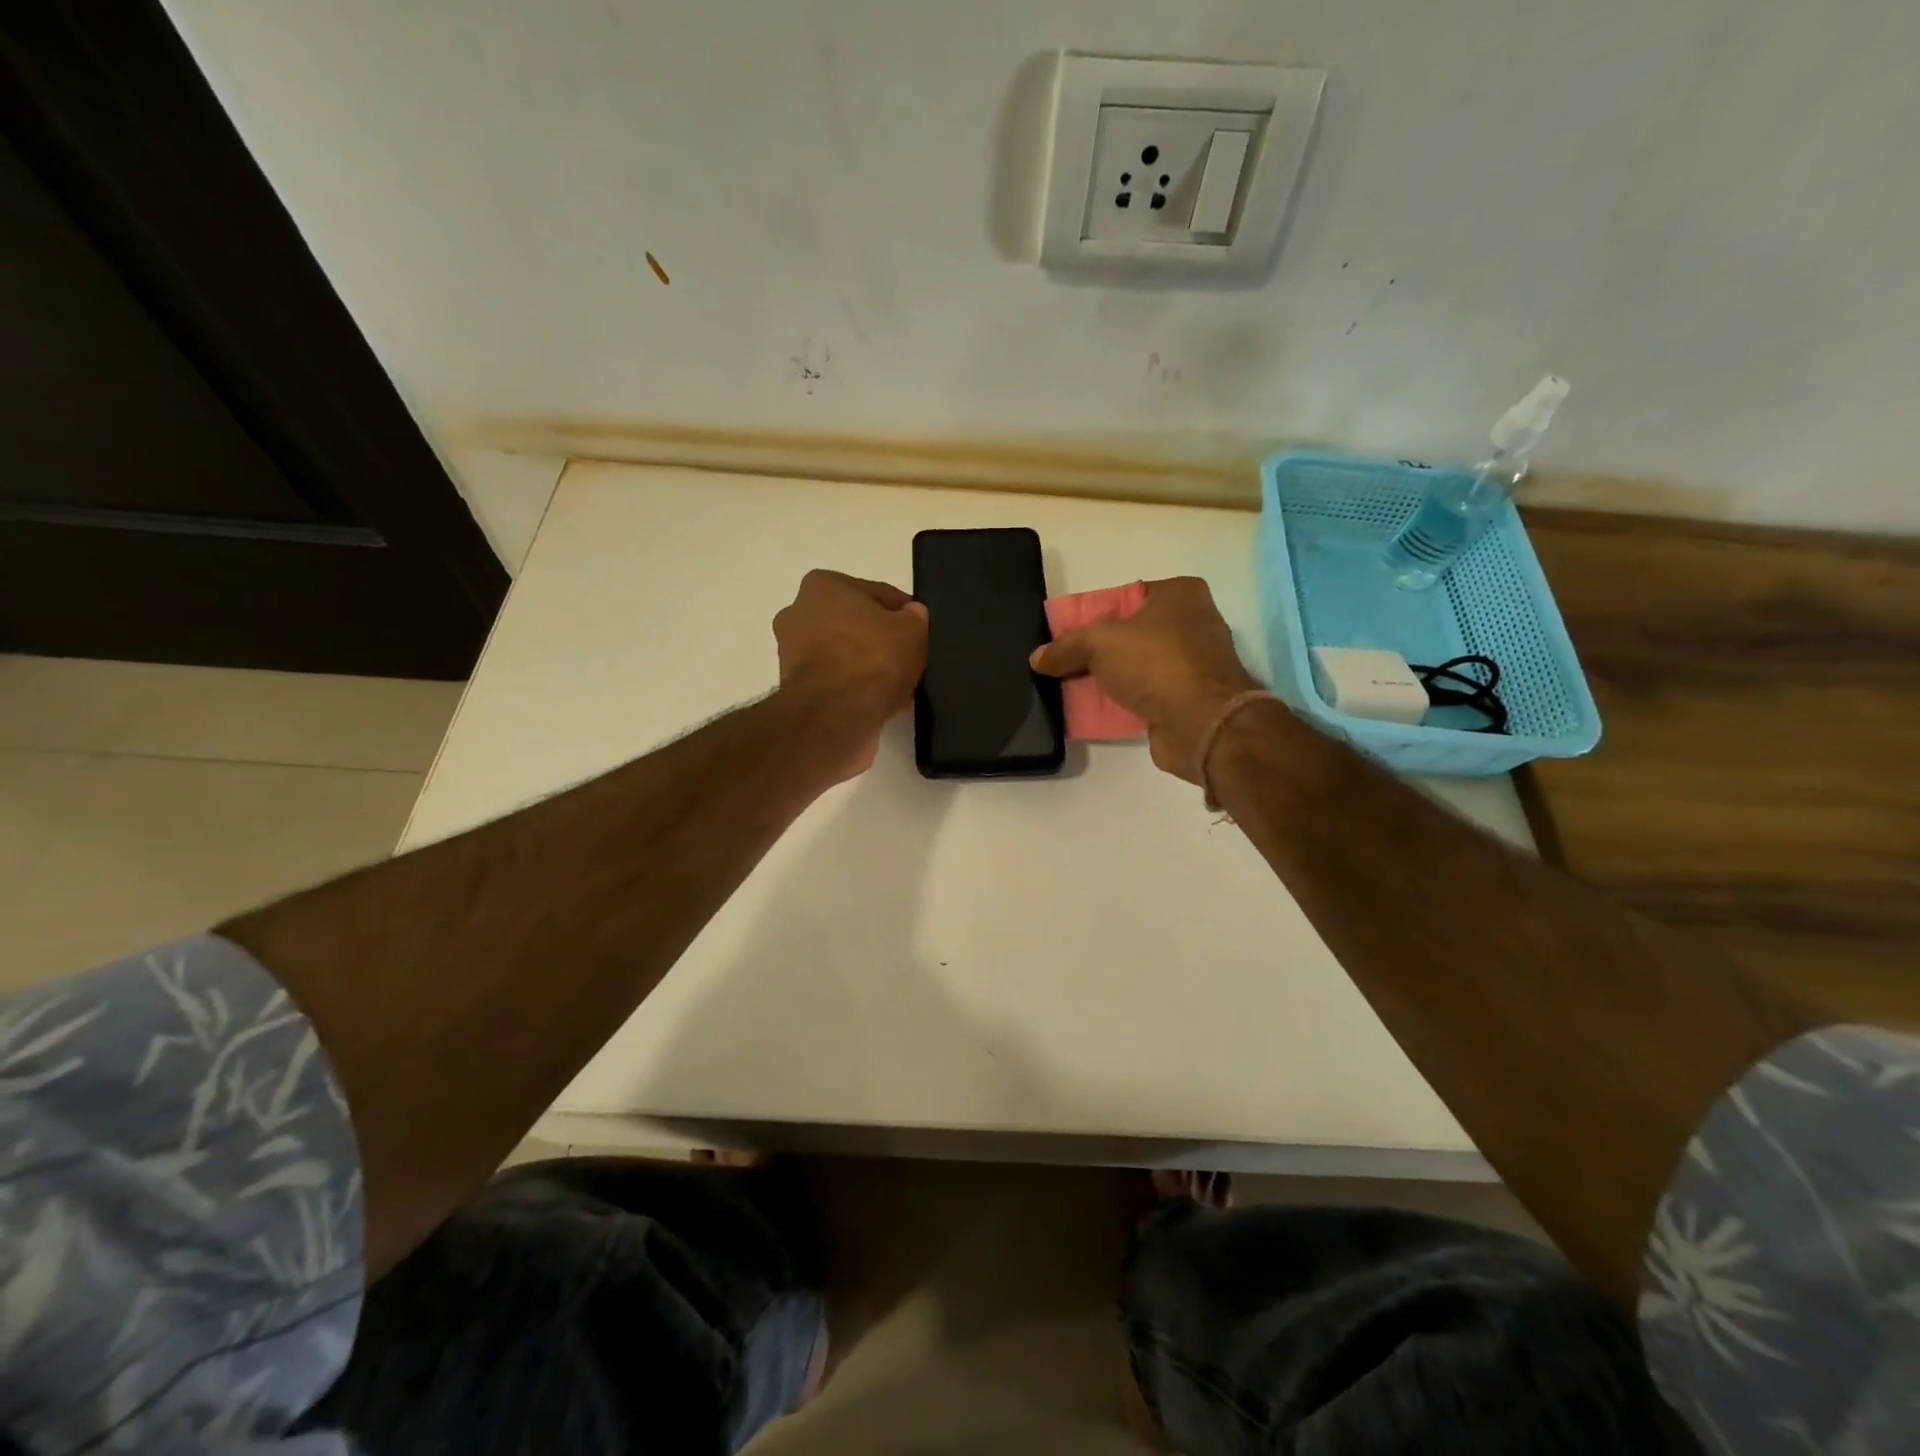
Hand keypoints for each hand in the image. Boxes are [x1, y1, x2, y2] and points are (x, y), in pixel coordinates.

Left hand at [773, 569, 927, 778]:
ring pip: (841, 652)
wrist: (834, 717)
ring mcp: (790, 652)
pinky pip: (833, 679)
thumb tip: (911, 616)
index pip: (876, 594)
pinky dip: (850, 686)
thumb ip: (914, 617)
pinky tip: (873, 698)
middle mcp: (797, 612)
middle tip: (905, 656)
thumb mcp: (913, 630)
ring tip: (892, 682)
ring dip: (862, 663)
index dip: (902, 613)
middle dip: (875, 636)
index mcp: (822, 585)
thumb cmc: (872, 660)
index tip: (918, 632)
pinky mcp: (793, 687)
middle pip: (852, 622)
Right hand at [1029, 576, 1266, 782]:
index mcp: (1180, 594)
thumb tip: (1037, 658)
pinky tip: (1091, 711)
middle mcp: (1191, 623)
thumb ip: (1066, 646)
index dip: (1092, 614)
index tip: (1065, 633)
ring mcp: (1192, 663)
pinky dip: (1120, 701)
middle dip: (1095, 650)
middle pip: (1128, 633)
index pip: (1124, 596)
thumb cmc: (1157, 663)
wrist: (1202, 724)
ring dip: (1106, 678)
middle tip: (1062, 663)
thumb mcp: (1099, 643)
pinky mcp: (1187, 698)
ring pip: (1134, 666)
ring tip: (1068, 688)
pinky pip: (1143, 694)